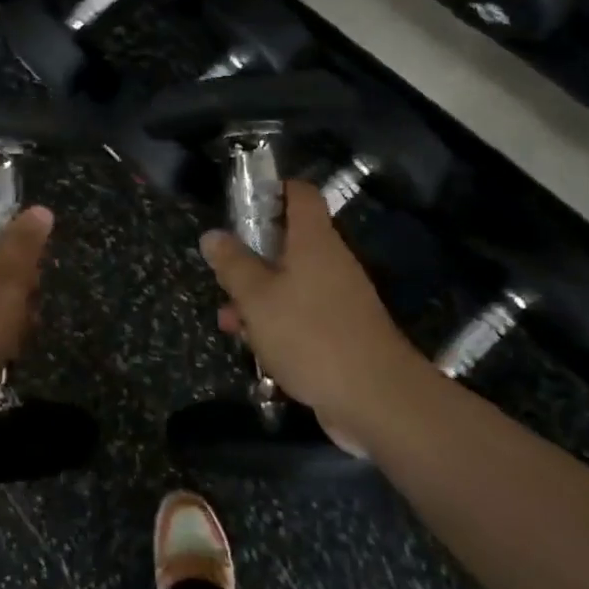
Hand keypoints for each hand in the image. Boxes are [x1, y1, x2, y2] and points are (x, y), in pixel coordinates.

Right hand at [199, 180, 426, 438]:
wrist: (376, 399)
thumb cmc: (310, 334)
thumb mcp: (257, 297)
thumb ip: (233, 264)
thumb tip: (212, 235)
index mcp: (313, 241)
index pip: (299, 194)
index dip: (273, 189)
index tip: (242, 202)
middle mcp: (329, 262)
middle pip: (288, 242)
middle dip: (251, 257)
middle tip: (223, 273)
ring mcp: (338, 298)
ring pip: (289, 283)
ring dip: (257, 297)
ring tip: (229, 322)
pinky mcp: (341, 332)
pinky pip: (301, 315)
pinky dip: (277, 324)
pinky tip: (255, 349)